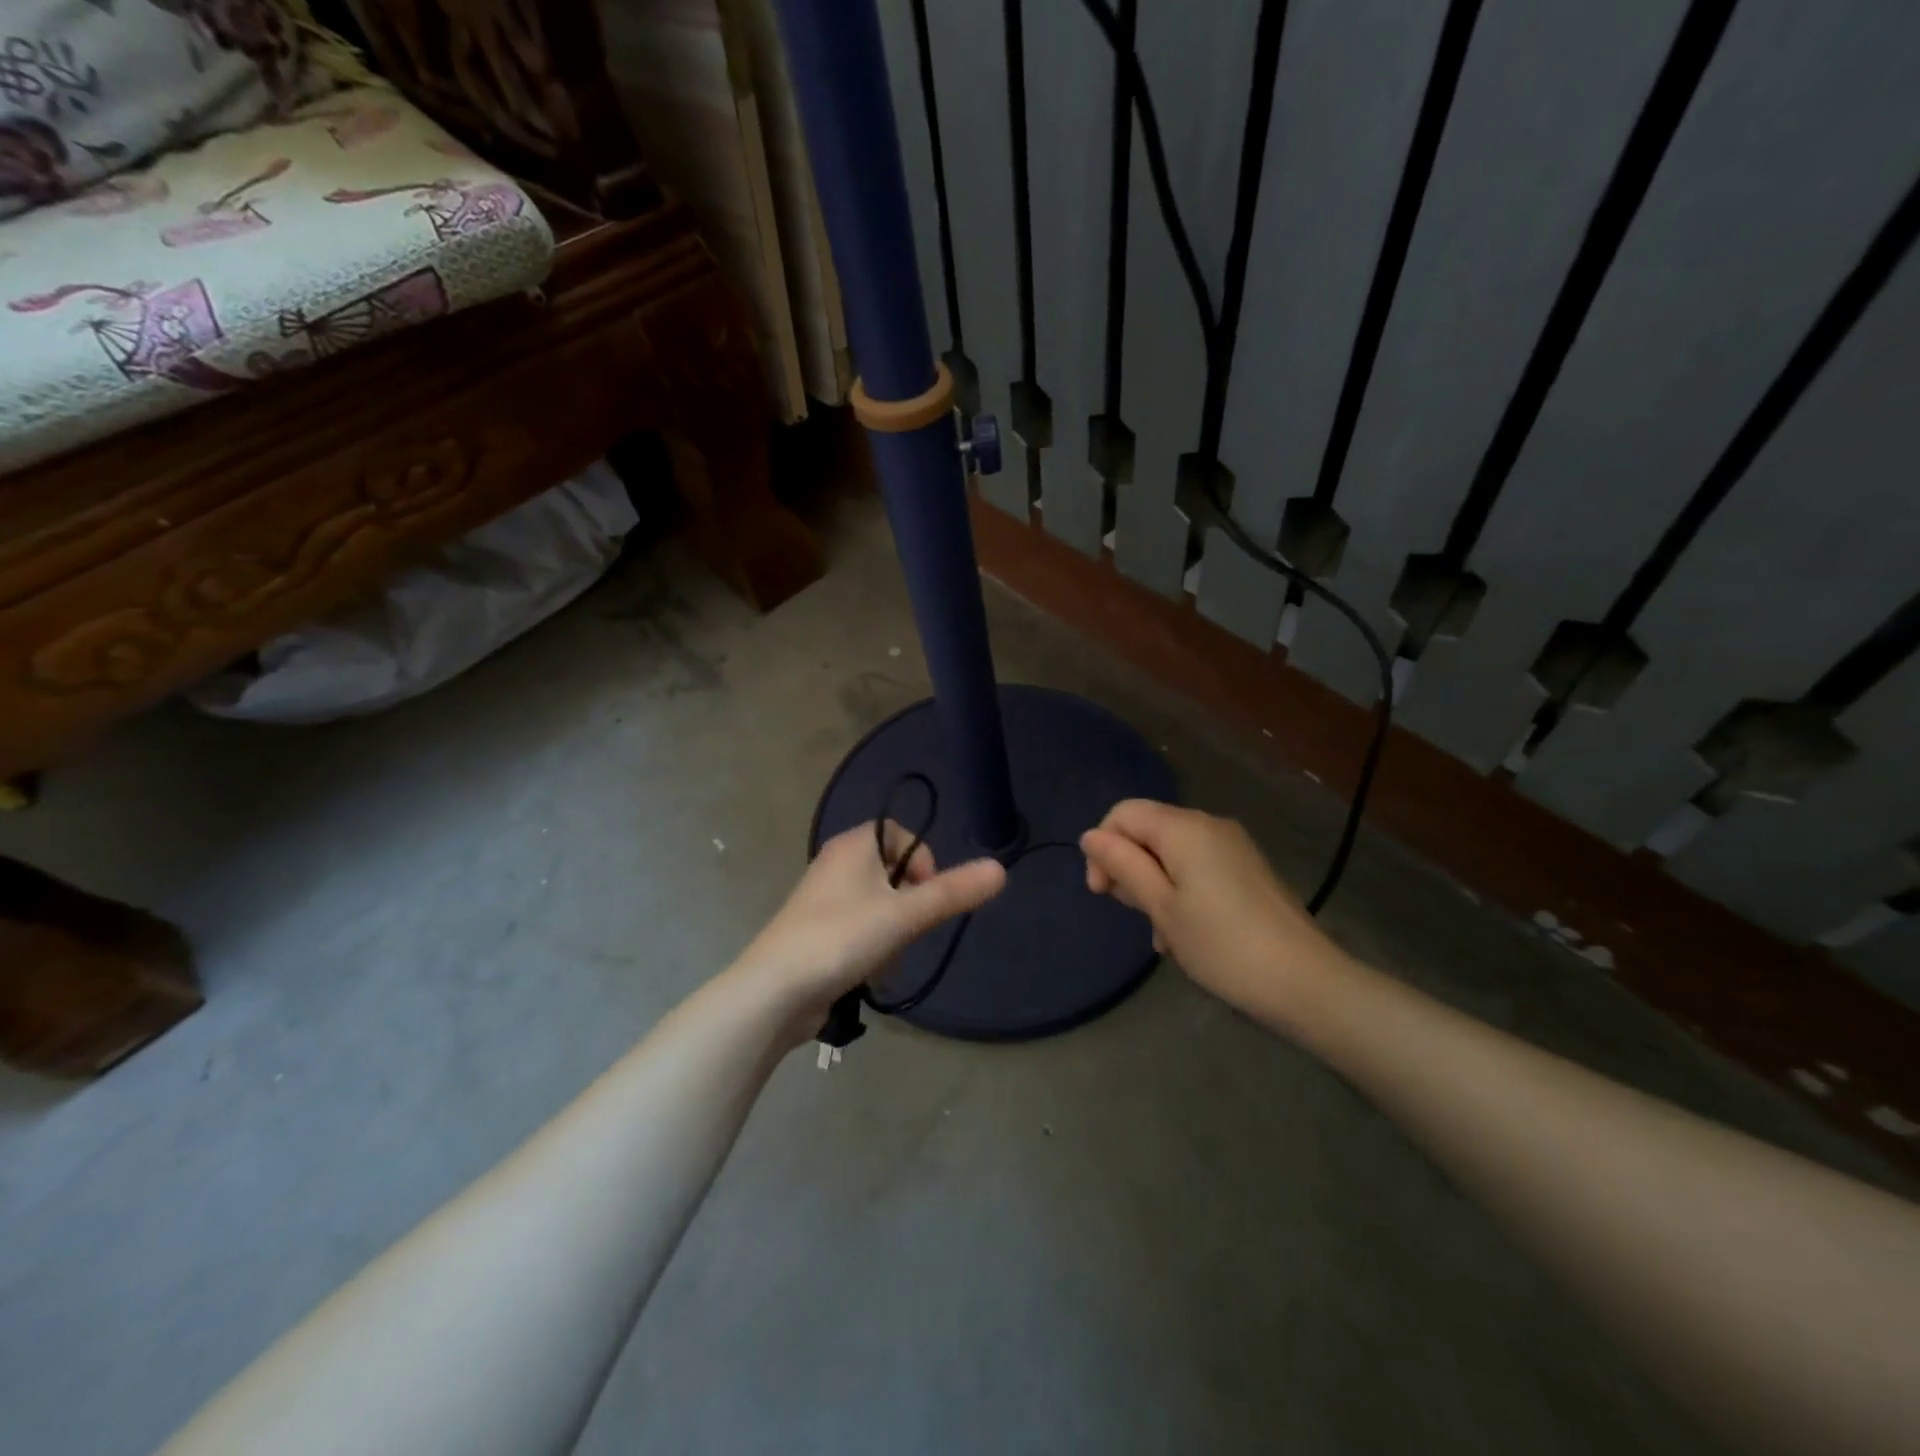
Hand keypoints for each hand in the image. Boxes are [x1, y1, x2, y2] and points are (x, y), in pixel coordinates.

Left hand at [734, 821, 1006, 1041]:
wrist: (774, 991)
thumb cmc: (842, 939)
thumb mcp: (905, 915)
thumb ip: (953, 893)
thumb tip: (1000, 869)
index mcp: (852, 845)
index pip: (901, 834)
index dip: (922, 861)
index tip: (928, 895)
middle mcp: (836, 864)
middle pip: (892, 872)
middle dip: (909, 904)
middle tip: (908, 930)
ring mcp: (823, 900)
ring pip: (878, 905)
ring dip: (893, 931)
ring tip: (883, 956)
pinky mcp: (816, 932)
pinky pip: (859, 929)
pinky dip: (871, 947)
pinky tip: (866, 971)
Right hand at [1080, 800, 1347, 1022]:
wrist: (1306, 982)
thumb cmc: (1222, 945)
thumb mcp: (1161, 907)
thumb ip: (1123, 866)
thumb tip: (1090, 836)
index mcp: (1184, 828)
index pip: (1123, 813)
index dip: (1103, 847)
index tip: (1102, 893)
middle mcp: (1209, 825)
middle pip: (1148, 831)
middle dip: (1130, 869)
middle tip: (1135, 915)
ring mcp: (1233, 847)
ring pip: (1172, 854)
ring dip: (1155, 887)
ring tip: (1163, 936)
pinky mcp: (1248, 870)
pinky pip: (1199, 868)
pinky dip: (1181, 892)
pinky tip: (1186, 934)